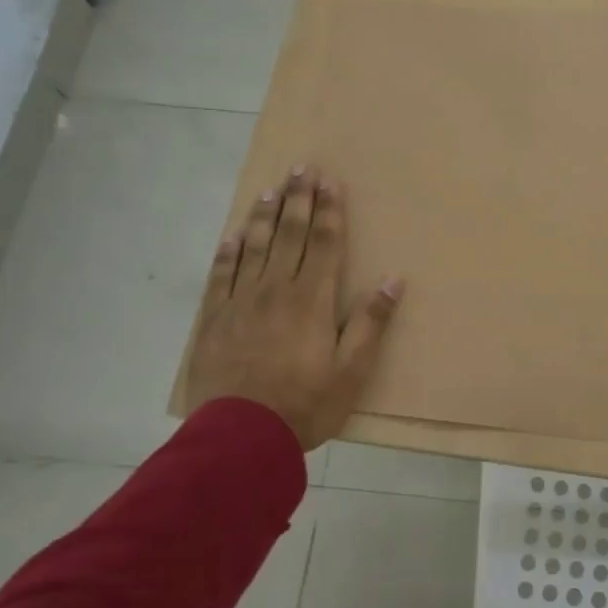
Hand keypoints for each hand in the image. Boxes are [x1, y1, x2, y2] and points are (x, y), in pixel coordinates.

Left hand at [184, 165, 402, 452]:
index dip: (329, 211)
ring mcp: (241, 302)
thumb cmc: (304, 405)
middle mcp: (276, 290)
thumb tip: (393, 280)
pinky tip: (234, 234)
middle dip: (299, 200)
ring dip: (265, 216)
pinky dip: (229, 251)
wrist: (238, 438)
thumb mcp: (351, 371)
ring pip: (255, 247)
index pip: (323, 243)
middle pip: (290, 235)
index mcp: (311, 300)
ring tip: (272, 189)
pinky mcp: (214, 319)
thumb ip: (370, 323)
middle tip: (302, 168)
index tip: (331, 182)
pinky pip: (222, 274)